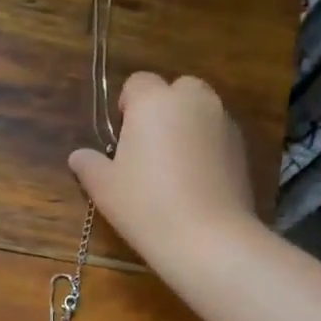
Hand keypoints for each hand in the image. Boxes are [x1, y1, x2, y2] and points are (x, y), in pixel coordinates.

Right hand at [68, 72, 257, 272]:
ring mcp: (222, 121)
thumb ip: (89, 165)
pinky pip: (217, 134)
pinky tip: (197, 182)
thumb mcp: (105, 188)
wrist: (207, 237)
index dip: (127, 107)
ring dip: (186, 127)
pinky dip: (206, 147)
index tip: (122, 139)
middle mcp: (193, 100)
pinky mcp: (242, 146)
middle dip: (162, 110)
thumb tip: (78, 156)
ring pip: (199, 111)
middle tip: (149, 151)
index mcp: (154, 101)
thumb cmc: (146, 205)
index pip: (137, 83)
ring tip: (175, 168)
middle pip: (175, 90)